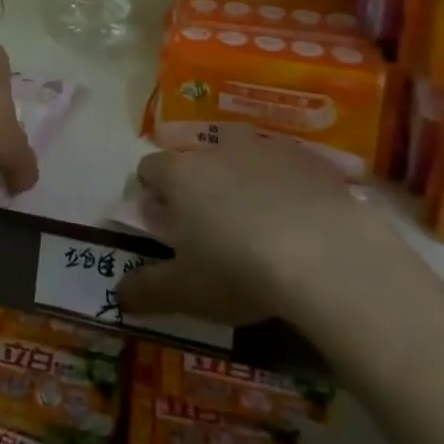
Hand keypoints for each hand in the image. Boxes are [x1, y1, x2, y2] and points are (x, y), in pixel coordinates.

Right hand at [116, 131, 407, 327]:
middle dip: (200, 180)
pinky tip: (301, 220)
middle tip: (212, 221)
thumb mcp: (186, 292)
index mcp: (181, 174)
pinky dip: (288, 186)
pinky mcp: (310, 160)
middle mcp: (219, 150)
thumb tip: (117, 294)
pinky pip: (289, 167)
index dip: (151, 190)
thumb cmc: (239, 270)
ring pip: (244, 154)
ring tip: (258, 216)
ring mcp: (266, 150)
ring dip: (244, 176)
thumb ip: (147, 289)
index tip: (160, 218)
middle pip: (199, 155)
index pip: (150, 166)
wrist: (326, 256)